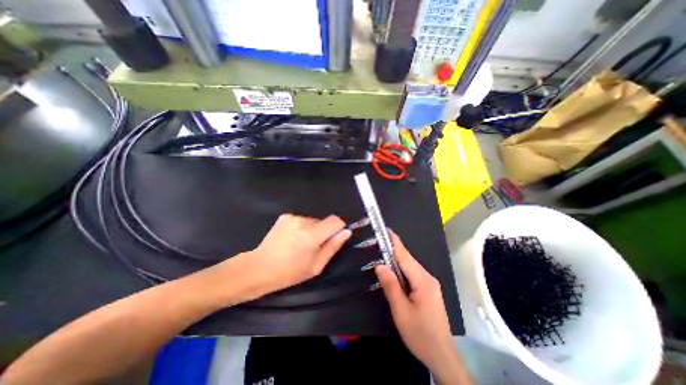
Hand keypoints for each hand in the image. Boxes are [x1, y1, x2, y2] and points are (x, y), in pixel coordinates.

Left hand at [246, 215, 349, 293]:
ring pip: (312, 221)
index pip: (335, 220)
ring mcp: (293, 217)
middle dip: (322, 232)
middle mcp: (303, 221)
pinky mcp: (285, 216)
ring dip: (311, 230)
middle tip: (312, 247)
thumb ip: (333, 246)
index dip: (338, 228)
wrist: (260, 268)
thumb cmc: (290, 272)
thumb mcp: (316, 265)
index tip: (333, 238)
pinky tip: (292, 238)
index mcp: (312, 235)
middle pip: (323, 221)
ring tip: (300, 243)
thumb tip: (347, 231)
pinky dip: (301, 227)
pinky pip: (301, 220)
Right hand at [375, 231, 460, 378]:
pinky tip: (394, 272)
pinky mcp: (429, 290)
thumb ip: (391, 286)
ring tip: (383, 254)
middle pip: (408, 260)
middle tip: (379, 242)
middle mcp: (428, 278)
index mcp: (423, 280)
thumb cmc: (420, 334)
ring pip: (410, 267)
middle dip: (394, 250)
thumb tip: (380, 265)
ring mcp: (430, 284)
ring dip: (397, 260)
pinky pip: (413, 275)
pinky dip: (402, 270)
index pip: (405, 256)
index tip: (386, 230)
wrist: (441, 356)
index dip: (395, 242)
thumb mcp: (401, 311)